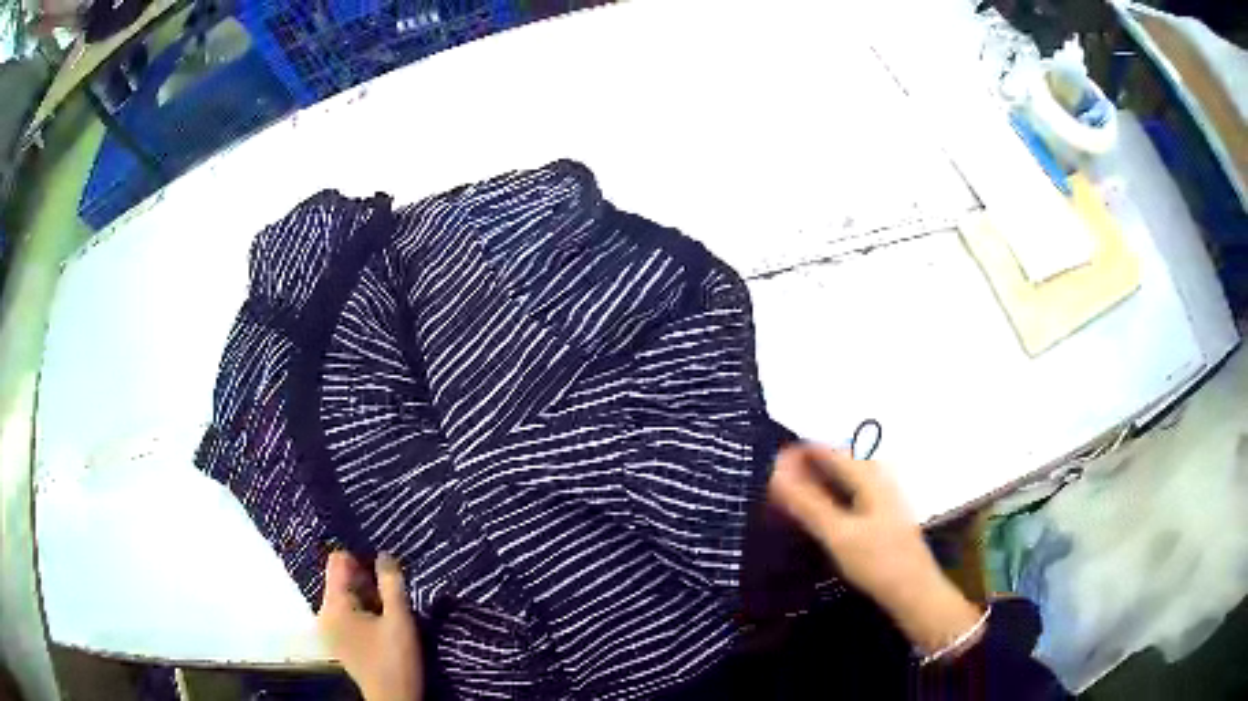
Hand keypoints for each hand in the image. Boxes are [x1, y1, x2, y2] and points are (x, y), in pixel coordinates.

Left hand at [318, 551, 423, 700]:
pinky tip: (382, 624)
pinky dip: (363, 611)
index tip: (384, 570)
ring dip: (367, 597)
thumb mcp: (400, 621)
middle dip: (366, 581)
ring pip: (345, 595)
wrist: (393, 700)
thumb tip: (384, 555)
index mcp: (334, 605)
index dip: (361, 559)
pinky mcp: (337, 639)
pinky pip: (346, 611)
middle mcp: (324, 612)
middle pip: (341, 579)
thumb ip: (391, 585)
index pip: (338, 561)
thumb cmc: (395, 660)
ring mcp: (329, 627)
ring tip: (390, 610)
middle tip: (392, 594)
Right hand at [768, 444, 982, 655]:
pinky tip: (827, 508)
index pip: (833, 452)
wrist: (914, 592)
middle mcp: (881, 481)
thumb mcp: (837, 534)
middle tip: (784, 471)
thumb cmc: (877, 561)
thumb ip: (807, 503)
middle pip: (845, 459)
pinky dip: (836, 493)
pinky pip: (856, 492)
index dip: (803, 451)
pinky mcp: (886, 518)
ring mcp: (886, 499)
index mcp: (870, 478)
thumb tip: (776, 473)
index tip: (773, 457)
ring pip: (852, 476)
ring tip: (800, 486)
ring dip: (826, 476)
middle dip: (815, 460)